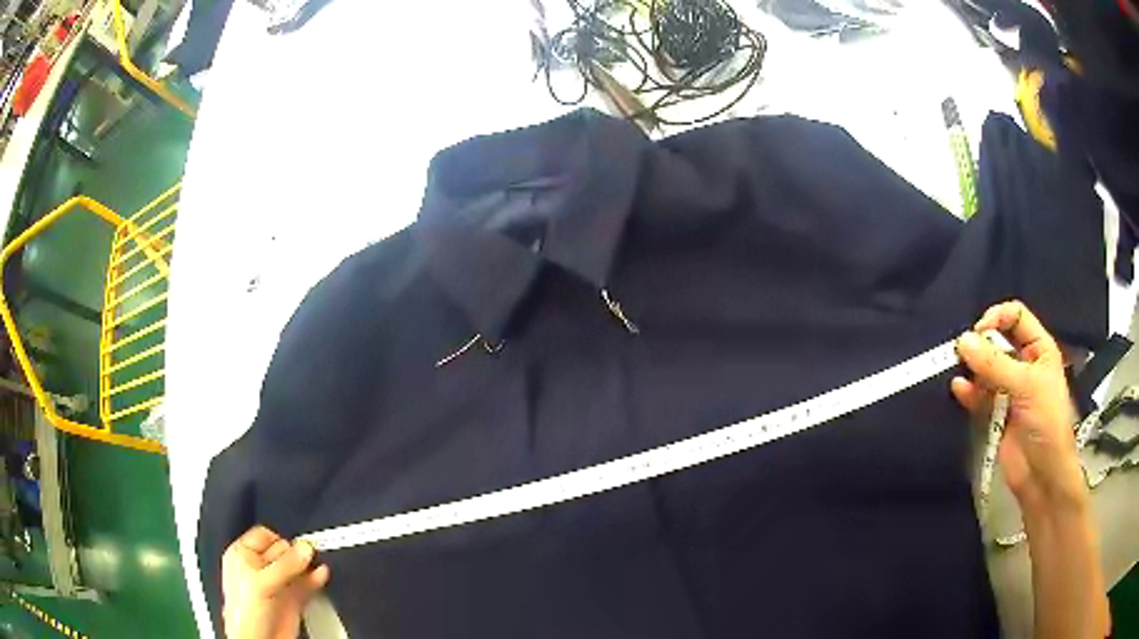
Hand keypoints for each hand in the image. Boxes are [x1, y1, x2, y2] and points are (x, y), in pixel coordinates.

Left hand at [222, 526, 329, 638]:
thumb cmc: (245, 613)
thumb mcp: (262, 582)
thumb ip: (285, 565)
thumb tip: (305, 548)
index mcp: (243, 556)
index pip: (264, 536)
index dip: (279, 539)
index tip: (294, 545)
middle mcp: (259, 568)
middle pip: (283, 551)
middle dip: (295, 554)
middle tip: (306, 556)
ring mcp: (276, 585)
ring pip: (296, 568)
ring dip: (307, 565)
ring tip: (317, 562)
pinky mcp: (292, 600)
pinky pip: (306, 584)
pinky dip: (315, 579)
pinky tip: (321, 575)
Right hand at [950, 301, 1086, 513]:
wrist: (1042, 476)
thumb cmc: (1045, 422)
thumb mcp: (1026, 386)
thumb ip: (995, 364)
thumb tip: (962, 340)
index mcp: (1039, 349)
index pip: (1016, 317)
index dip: (998, 318)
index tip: (979, 331)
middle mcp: (1024, 364)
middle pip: (998, 341)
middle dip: (981, 344)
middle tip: (963, 352)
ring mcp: (1009, 390)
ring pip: (986, 368)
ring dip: (972, 367)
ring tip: (959, 369)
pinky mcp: (995, 414)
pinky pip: (978, 396)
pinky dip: (968, 392)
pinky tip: (959, 389)